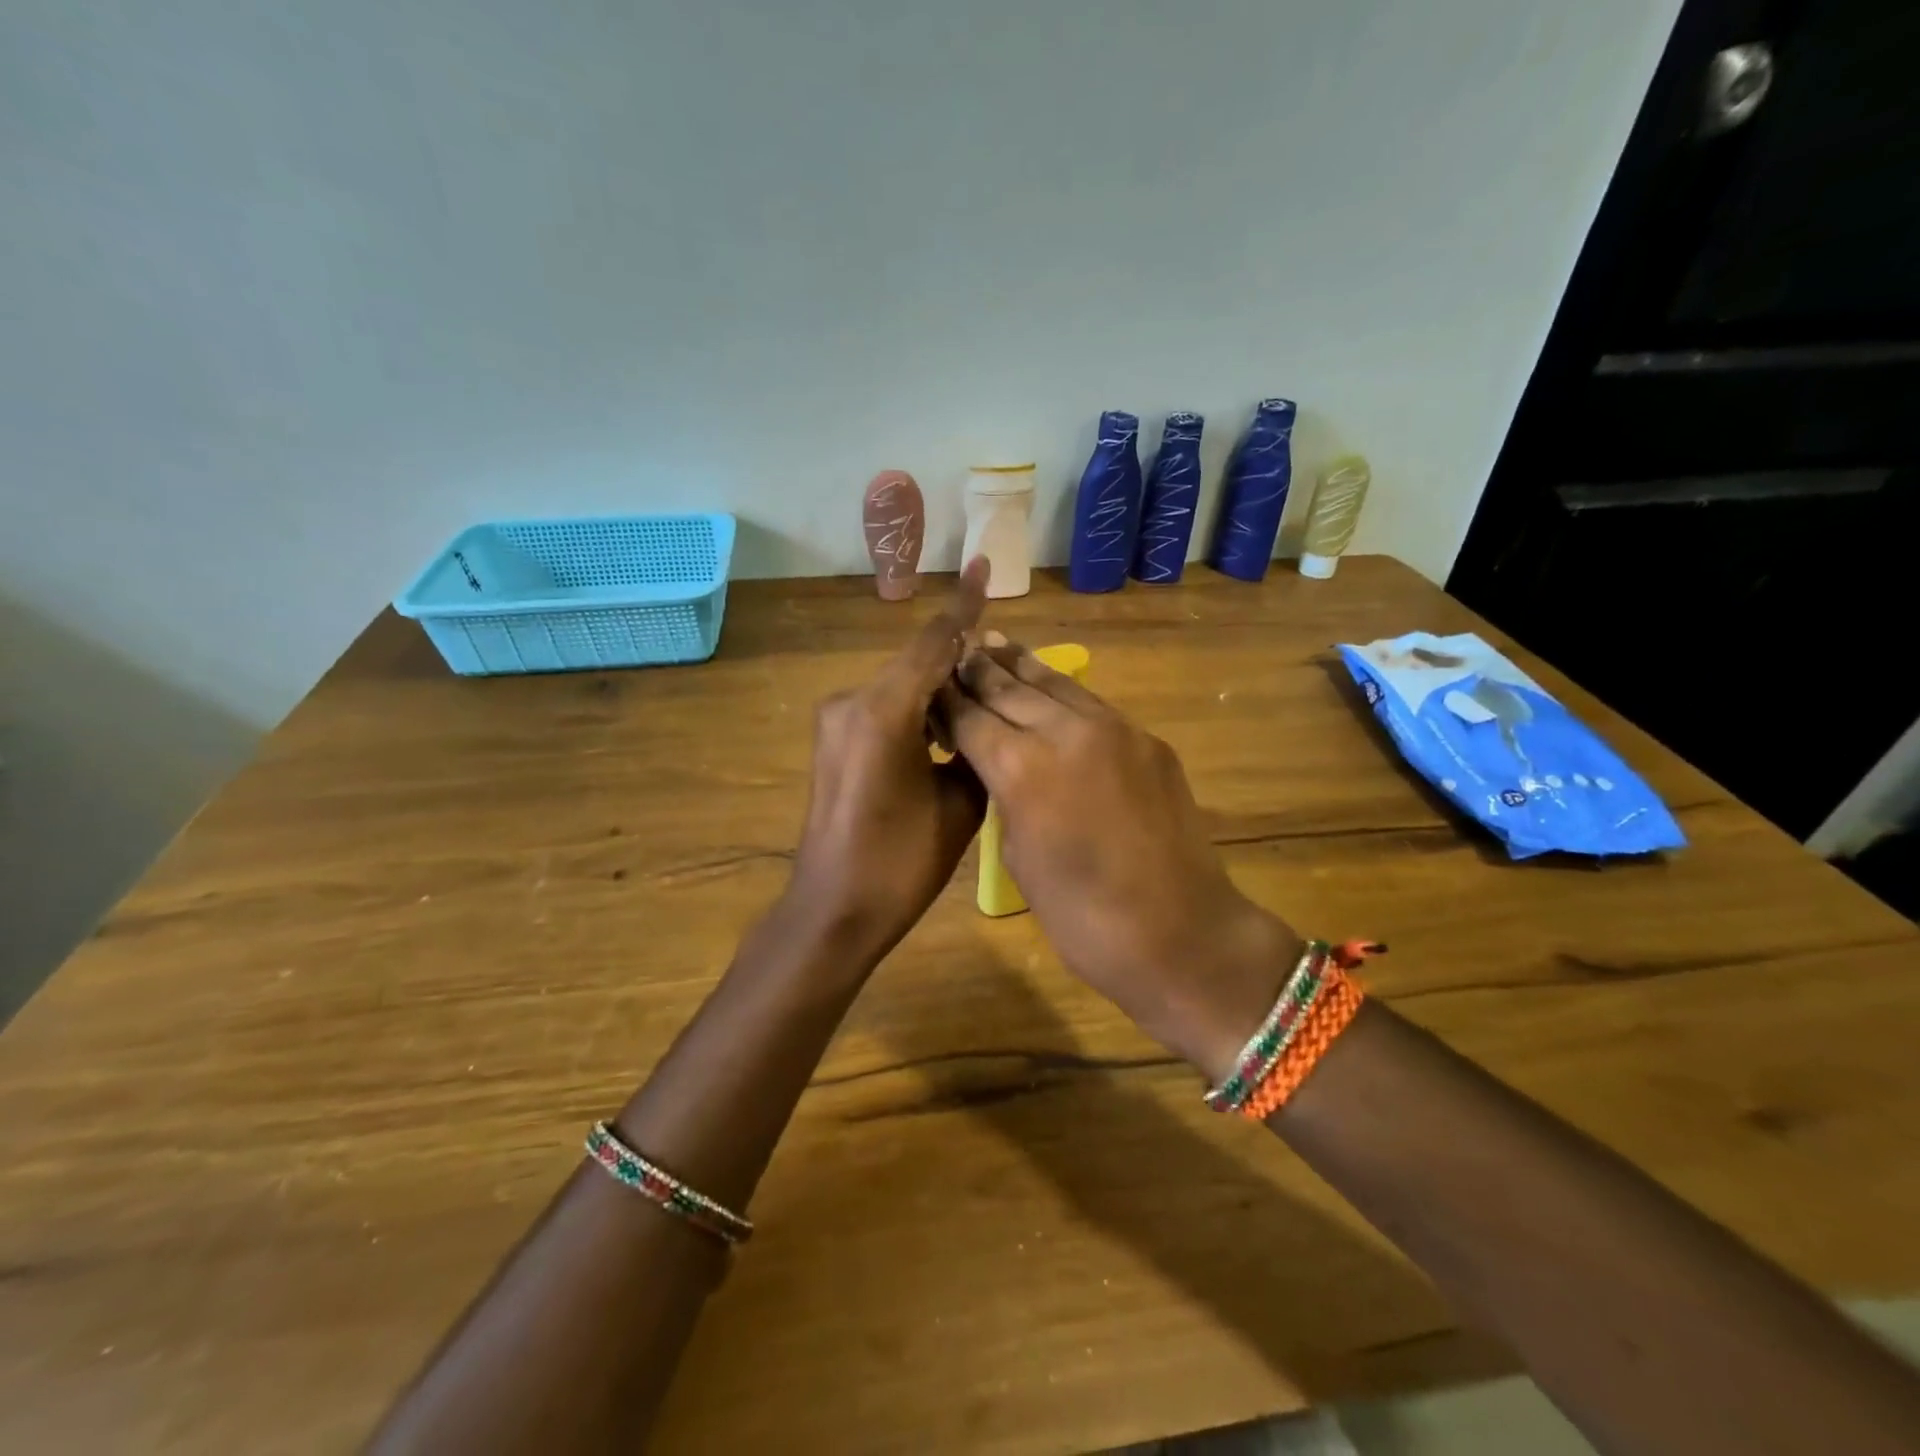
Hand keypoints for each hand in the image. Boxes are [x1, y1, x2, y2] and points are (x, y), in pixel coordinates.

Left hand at [784, 559, 990, 964]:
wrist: (834, 910)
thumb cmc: (902, 864)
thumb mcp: (960, 806)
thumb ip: (974, 746)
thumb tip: (982, 718)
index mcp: (884, 712)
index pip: (933, 644)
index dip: (964, 607)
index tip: (985, 566)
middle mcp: (852, 702)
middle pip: (916, 664)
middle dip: (959, 661)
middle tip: (1005, 669)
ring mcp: (835, 721)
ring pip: (901, 687)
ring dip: (938, 691)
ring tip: (983, 704)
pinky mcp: (832, 740)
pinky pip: (883, 709)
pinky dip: (916, 712)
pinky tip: (945, 730)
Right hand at [941, 643, 1301, 1079]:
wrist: (1180, 933)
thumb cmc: (1082, 917)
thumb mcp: (1020, 857)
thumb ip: (1006, 796)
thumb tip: (1000, 764)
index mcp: (1022, 768)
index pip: (971, 717)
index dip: (947, 700)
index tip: (929, 684)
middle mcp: (1065, 731)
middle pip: (1010, 689)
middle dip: (979, 671)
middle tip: (957, 651)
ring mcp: (1114, 730)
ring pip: (1055, 684)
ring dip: (1021, 666)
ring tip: (997, 643)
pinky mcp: (1148, 740)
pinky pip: (1093, 705)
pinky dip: (1063, 692)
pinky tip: (1051, 685)